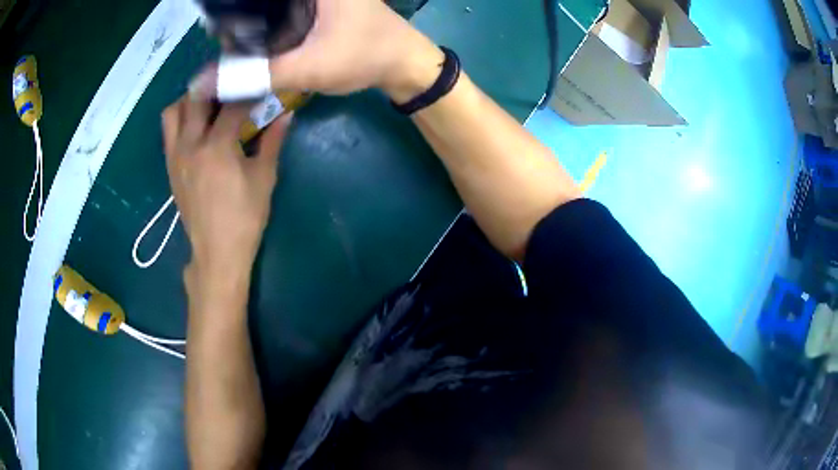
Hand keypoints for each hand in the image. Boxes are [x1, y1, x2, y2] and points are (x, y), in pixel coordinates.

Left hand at [162, 96, 290, 293]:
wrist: (217, 252)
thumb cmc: (244, 218)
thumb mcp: (264, 178)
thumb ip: (272, 141)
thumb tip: (286, 114)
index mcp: (217, 146)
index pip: (234, 105)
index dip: (251, 93)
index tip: (262, 88)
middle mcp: (190, 144)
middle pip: (196, 97)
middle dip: (216, 86)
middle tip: (232, 86)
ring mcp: (176, 155)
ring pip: (173, 111)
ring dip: (190, 100)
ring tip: (208, 104)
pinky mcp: (170, 166)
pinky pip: (168, 131)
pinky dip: (181, 119)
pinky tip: (197, 127)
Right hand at [191, 0, 444, 102]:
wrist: (404, 63)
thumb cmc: (364, 57)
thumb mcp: (309, 67)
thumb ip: (256, 75)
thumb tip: (204, 82)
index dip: (231, 9)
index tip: (218, 27)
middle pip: (260, 2)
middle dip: (240, 17)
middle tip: (226, 41)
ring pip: (271, 5)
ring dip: (254, 21)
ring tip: (238, 44)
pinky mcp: (320, 5)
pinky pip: (284, 10)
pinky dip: (270, 24)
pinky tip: (260, 42)